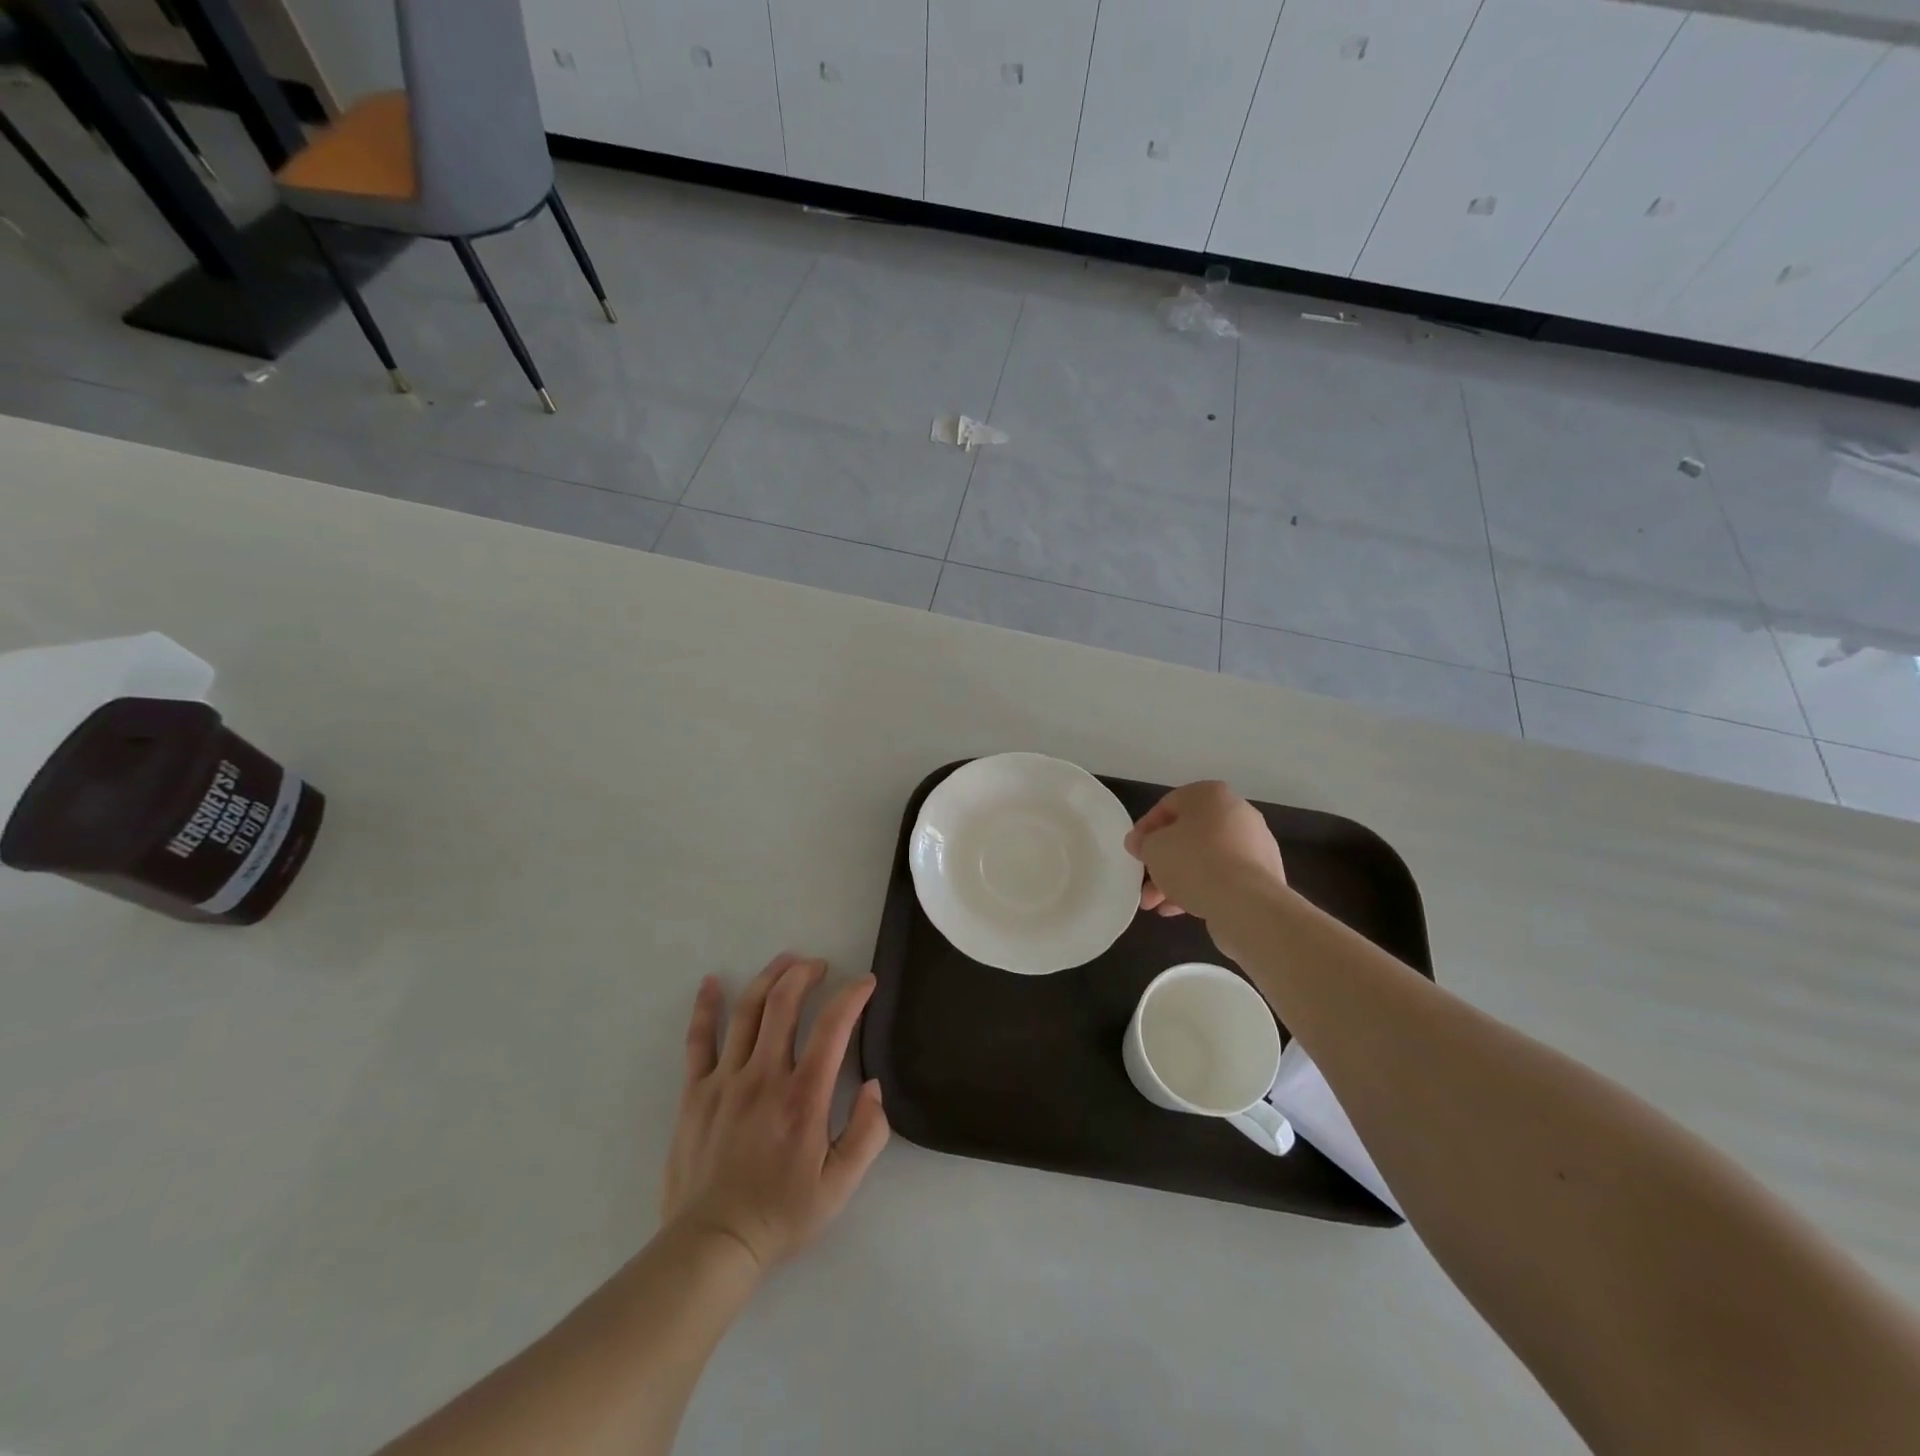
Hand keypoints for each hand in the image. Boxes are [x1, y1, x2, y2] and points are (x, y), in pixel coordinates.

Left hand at [662, 953, 889, 1272]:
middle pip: (784, 1003)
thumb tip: (874, 1086)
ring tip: (786, 961)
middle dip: (806, 973)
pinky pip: (699, 1040)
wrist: (713, 1246)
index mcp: (803, 1097)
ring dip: (769, 977)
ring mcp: (725, 1080)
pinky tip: (711, 982)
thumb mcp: (840, 1186)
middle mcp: (764, 1076)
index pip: (833, 1027)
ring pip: (747, 1011)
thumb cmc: (781, 1215)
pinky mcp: (695, 1092)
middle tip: (820, 966)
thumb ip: (868, 1134)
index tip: (865, 982)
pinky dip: (706, 1007)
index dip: (852, 996)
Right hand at [1124, 780, 1286, 927]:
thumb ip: (1142, 842)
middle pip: (1188, 835)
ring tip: (1156, 904)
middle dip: (1162, 861)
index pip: (1168, 805)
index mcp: (1211, 795)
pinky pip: (1224, 877)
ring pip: (1205, 859)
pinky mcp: (1263, 875)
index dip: (1146, 829)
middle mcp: (1237, 813)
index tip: (1134, 851)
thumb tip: (1139, 842)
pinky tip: (1179, 910)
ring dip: (1178, 879)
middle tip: (1144, 882)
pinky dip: (1202, 888)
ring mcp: (1254, 845)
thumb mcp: (1153, 849)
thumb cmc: (1194, 862)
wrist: (1246, 903)